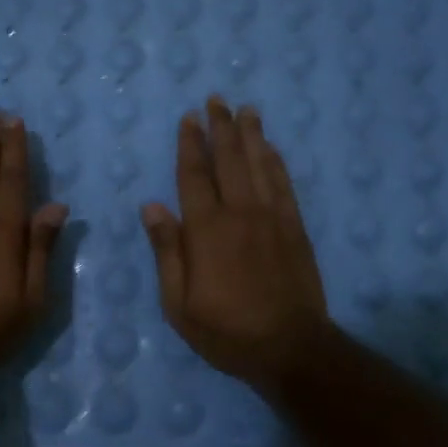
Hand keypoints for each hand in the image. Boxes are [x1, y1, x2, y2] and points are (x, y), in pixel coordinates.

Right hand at [142, 97, 330, 391]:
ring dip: (251, 134)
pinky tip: (271, 147)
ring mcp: (272, 217)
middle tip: (217, 99)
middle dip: (221, 127)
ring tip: (246, 109)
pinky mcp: (295, 227)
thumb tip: (152, 206)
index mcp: (207, 230)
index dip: (190, 144)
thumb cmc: (226, 330)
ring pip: (259, 164)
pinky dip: (276, 161)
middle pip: (229, 159)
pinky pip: (284, 184)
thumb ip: (167, 251)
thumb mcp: (179, 303)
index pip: (194, 175)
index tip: (189, 118)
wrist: (290, 346)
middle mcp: (240, 213)